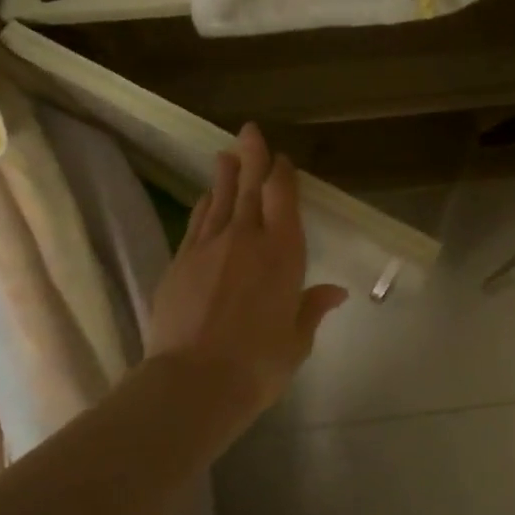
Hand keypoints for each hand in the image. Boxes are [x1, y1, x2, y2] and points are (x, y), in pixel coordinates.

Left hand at [145, 123, 348, 413]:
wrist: (194, 383)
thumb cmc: (258, 364)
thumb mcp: (296, 340)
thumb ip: (312, 308)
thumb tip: (334, 292)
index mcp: (283, 253)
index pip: (282, 198)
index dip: (282, 174)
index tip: (281, 160)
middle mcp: (246, 239)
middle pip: (249, 187)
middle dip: (252, 157)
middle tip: (250, 131)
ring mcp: (208, 247)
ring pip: (218, 200)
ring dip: (224, 176)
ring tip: (225, 156)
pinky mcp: (179, 262)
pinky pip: (196, 223)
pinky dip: (203, 207)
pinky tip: (204, 200)